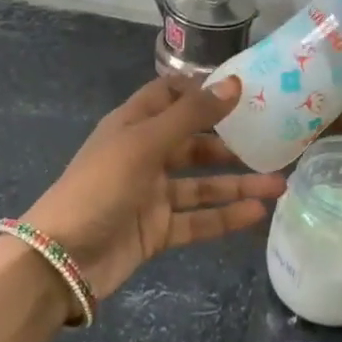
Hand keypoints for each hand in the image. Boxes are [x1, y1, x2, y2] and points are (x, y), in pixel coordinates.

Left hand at [21, 76, 286, 301]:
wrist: (62, 258)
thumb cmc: (100, 186)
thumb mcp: (144, 143)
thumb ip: (191, 115)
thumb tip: (234, 83)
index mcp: (132, 125)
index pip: (168, 96)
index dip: (201, 91)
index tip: (242, 90)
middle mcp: (143, 155)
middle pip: (192, 142)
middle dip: (230, 142)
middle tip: (273, 141)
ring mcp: (151, 195)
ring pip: (201, 184)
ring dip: (237, 183)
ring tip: (279, 184)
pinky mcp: (157, 230)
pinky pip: (198, 219)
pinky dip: (225, 216)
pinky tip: (257, 213)